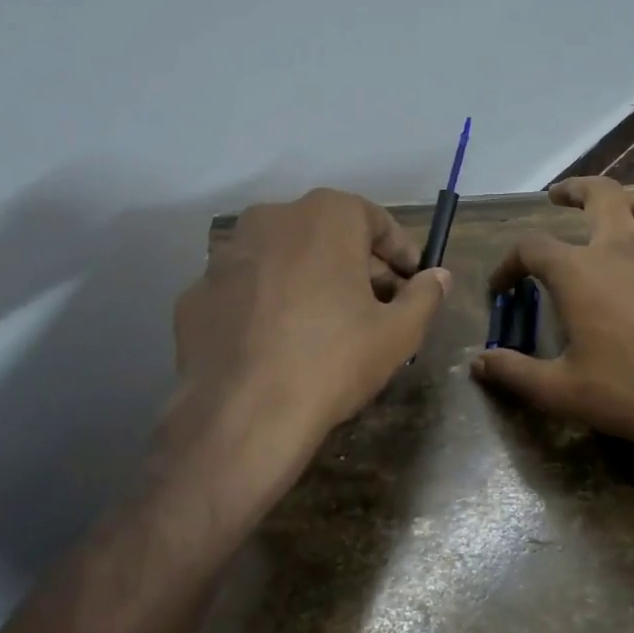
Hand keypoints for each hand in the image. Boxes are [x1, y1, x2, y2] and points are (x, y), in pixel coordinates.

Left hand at [173, 188, 450, 457]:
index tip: (411, 280)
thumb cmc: (334, 361)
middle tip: (374, 305)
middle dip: (354, 264)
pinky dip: (264, 304)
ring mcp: (225, 255)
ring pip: (281, 258)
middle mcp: (271, 219)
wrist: (243, 416)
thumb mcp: (399, 333)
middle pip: (326, 234)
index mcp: (325, 216)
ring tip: (323, 324)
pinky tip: (274, 343)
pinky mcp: (194, 294)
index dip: (399, 251)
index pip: (374, 219)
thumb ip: (425, 296)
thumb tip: (439, 276)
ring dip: (307, 279)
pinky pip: (244, 290)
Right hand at [471, 177, 633, 449]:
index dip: (508, 263)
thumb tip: (478, 362)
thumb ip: (514, 373)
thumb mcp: (560, 390)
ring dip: (633, 200)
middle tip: (558, 197)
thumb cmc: (630, 391)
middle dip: (575, 189)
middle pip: (600, 194)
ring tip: (619, 211)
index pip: (530, 247)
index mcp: (579, 271)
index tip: (501, 287)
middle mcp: (622, 249)